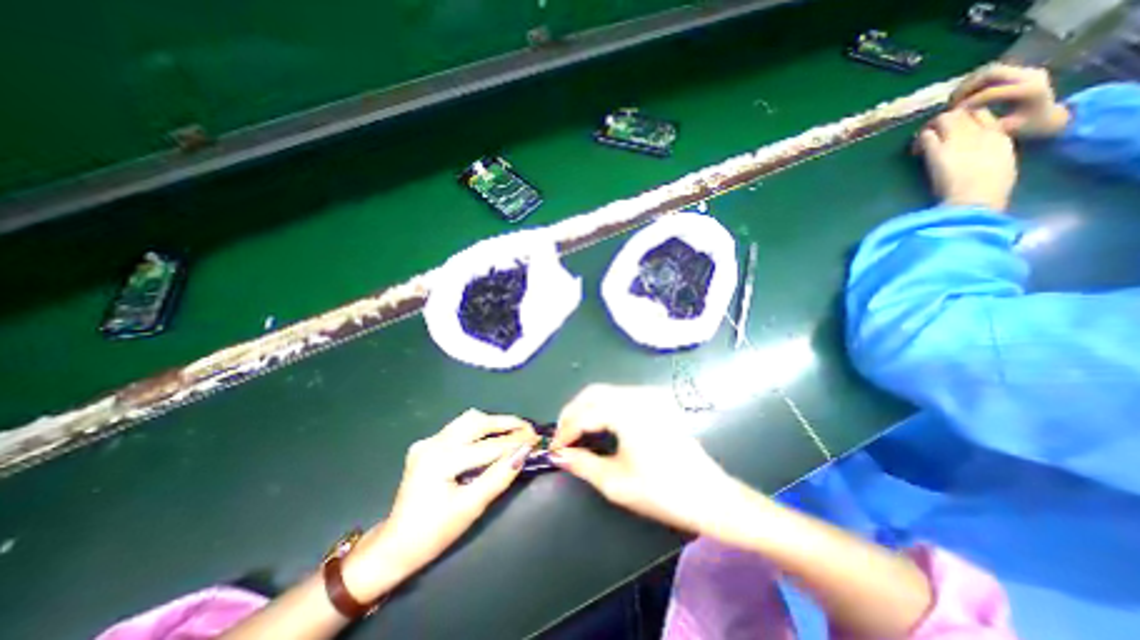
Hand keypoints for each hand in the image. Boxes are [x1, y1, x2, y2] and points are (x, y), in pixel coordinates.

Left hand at [346, 414, 537, 596]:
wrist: (395, 545)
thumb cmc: (434, 533)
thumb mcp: (471, 508)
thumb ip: (499, 477)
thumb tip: (524, 453)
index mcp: (440, 461)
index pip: (487, 446)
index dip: (515, 442)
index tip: (537, 439)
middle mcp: (433, 443)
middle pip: (477, 422)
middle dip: (506, 424)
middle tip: (528, 430)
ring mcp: (428, 441)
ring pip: (468, 420)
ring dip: (493, 423)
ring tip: (513, 431)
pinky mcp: (427, 444)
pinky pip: (459, 428)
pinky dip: (480, 429)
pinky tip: (491, 438)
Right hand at [551, 385, 728, 533]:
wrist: (710, 495)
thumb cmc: (662, 491)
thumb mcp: (616, 482)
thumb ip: (582, 463)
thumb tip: (557, 454)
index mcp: (627, 412)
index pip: (584, 414)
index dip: (565, 431)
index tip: (553, 448)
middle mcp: (637, 395)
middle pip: (593, 393)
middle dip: (572, 412)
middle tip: (562, 436)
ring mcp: (649, 396)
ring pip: (606, 392)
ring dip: (586, 407)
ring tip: (575, 431)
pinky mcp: (656, 402)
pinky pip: (620, 396)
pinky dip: (602, 406)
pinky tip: (598, 424)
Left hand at [916, 106, 1013, 208]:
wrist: (976, 197)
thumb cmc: (989, 188)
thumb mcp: (1000, 163)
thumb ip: (990, 153)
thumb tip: (977, 156)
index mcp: (999, 136)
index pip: (982, 114)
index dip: (965, 118)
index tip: (953, 131)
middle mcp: (979, 132)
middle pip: (961, 112)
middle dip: (944, 120)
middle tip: (932, 134)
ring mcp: (958, 139)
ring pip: (943, 119)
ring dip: (929, 127)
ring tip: (921, 143)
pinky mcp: (938, 150)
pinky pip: (926, 135)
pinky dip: (918, 141)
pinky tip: (915, 152)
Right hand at [954, 63, 1069, 136]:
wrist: (1048, 117)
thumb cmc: (1023, 128)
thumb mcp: (1002, 131)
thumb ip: (983, 124)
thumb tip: (958, 123)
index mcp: (1029, 90)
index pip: (992, 92)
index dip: (968, 103)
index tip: (952, 114)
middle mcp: (1030, 75)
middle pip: (991, 73)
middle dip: (966, 88)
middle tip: (950, 104)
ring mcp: (1026, 71)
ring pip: (988, 71)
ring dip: (967, 85)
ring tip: (954, 101)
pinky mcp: (1019, 71)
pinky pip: (990, 73)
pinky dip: (972, 84)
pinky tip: (962, 97)